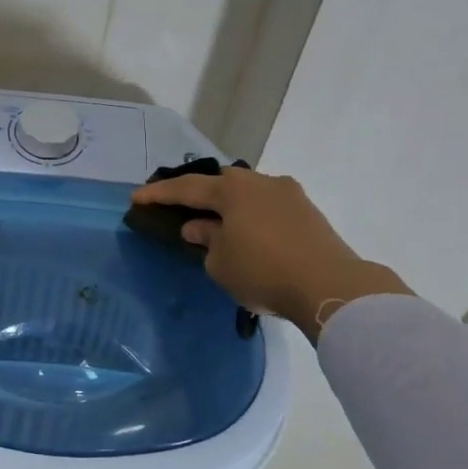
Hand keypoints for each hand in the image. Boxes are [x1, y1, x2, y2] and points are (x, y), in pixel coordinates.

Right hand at [131, 169, 409, 341]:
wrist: (331, 287)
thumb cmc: (263, 271)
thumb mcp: (220, 262)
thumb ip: (205, 240)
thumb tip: (199, 227)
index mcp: (233, 189)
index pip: (186, 188)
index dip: (158, 194)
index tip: (136, 197)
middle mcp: (260, 182)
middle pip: (221, 181)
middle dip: (199, 191)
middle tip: (180, 205)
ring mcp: (289, 194)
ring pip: (248, 193)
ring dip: (229, 205)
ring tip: (215, 221)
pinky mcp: (308, 213)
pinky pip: (267, 207)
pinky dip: (250, 216)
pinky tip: (246, 232)